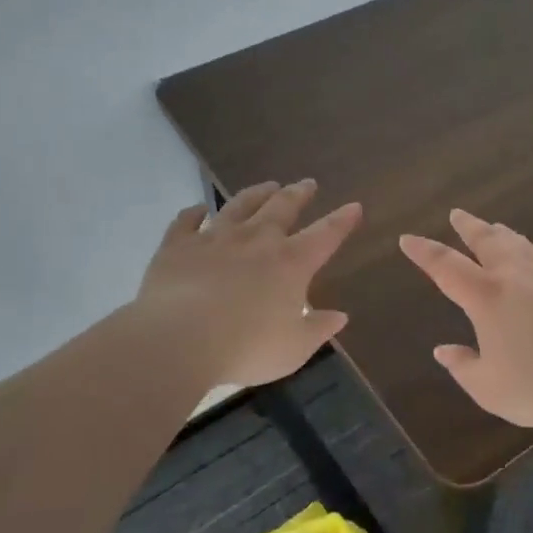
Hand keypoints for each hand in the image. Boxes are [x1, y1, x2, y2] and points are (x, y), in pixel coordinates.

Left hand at [136, 179, 362, 387]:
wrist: (179, 338)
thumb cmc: (246, 347)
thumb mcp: (294, 348)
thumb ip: (318, 329)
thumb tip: (340, 316)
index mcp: (291, 263)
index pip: (325, 234)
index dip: (342, 220)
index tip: (354, 206)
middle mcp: (257, 240)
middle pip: (283, 207)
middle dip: (299, 194)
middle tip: (307, 183)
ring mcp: (215, 238)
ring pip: (240, 205)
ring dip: (256, 194)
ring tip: (267, 186)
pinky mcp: (178, 246)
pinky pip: (187, 221)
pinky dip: (194, 213)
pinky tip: (198, 209)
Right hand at [399, 209, 532, 431]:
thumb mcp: (489, 388)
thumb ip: (463, 367)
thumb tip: (443, 350)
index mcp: (486, 297)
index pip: (445, 266)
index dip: (424, 251)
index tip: (408, 238)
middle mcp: (515, 276)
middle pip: (486, 240)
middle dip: (468, 226)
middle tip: (457, 214)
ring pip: (521, 244)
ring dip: (503, 235)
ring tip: (496, 229)